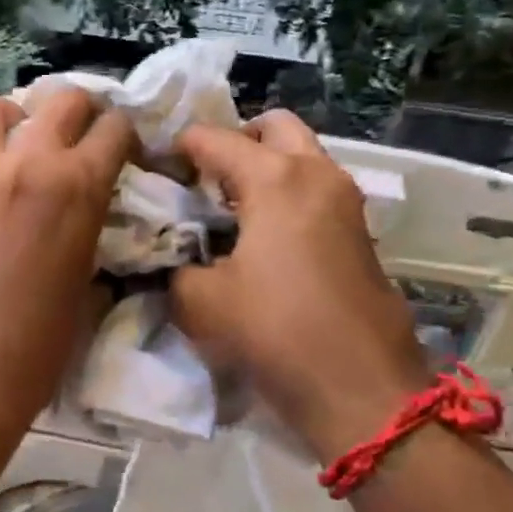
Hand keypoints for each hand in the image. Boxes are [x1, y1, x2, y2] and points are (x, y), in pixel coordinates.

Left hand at [0, 89, 136, 432]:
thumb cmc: (37, 350)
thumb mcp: (85, 291)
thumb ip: (88, 241)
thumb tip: (86, 229)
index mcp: (79, 188)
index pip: (114, 128)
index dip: (126, 135)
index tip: (125, 154)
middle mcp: (29, 165)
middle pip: (61, 99)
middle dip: (80, 110)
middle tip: (80, 139)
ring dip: (15, 118)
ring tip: (20, 148)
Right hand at [170, 110, 428, 460]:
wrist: (359, 385)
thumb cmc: (274, 330)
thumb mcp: (200, 302)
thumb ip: (175, 269)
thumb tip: (173, 260)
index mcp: (274, 178)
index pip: (213, 139)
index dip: (177, 149)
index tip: (153, 170)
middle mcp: (316, 173)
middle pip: (274, 126)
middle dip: (235, 141)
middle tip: (205, 178)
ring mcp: (345, 200)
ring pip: (302, 156)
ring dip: (265, 168)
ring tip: (228, 210)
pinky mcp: (358, 231)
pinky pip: (315, 189)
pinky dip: (286, 195)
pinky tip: (260, 238)